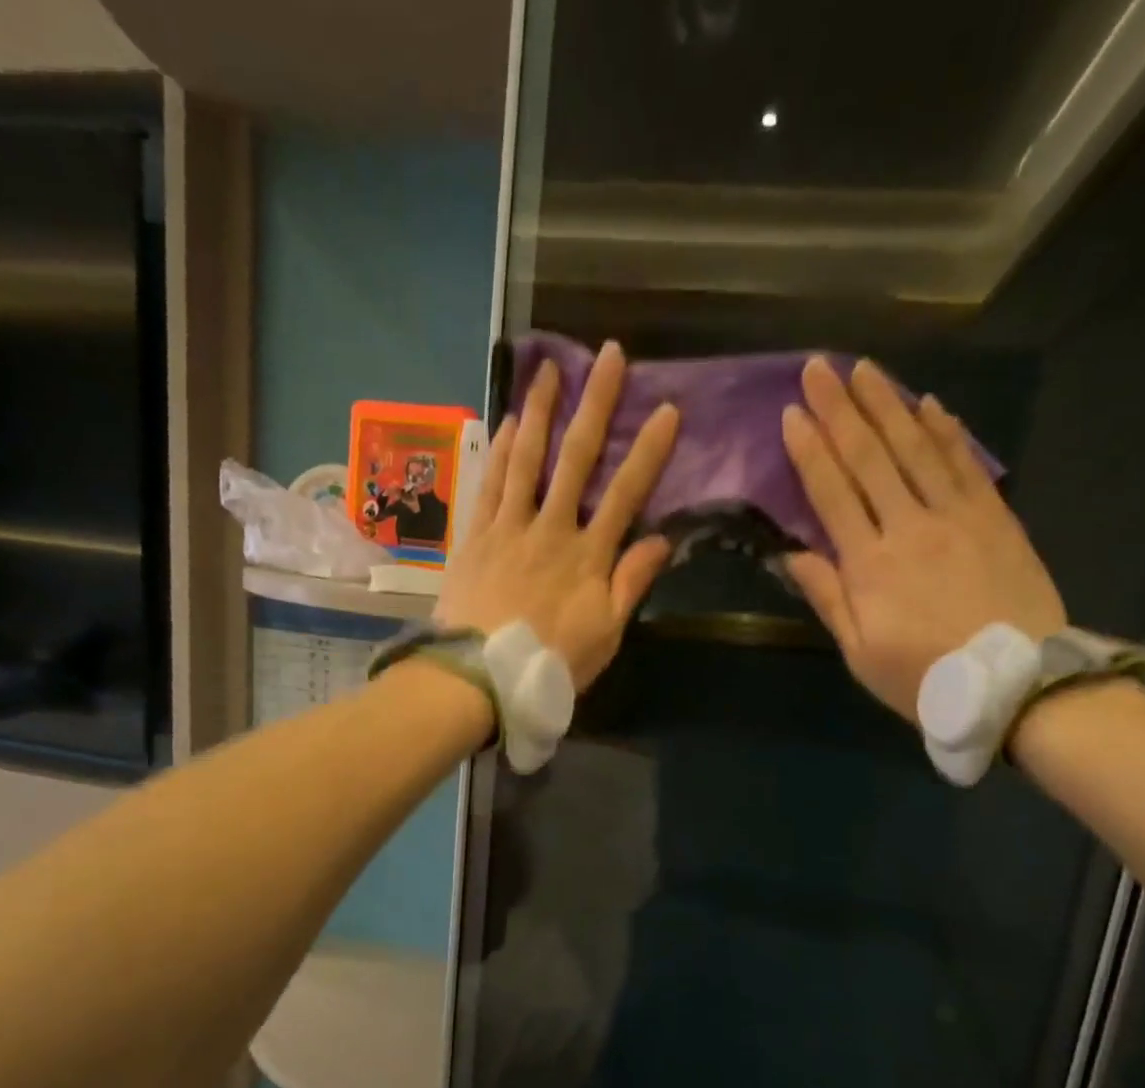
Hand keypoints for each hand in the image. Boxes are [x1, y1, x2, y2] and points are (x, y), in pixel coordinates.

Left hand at [437, 342, 676, 689]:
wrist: (479, 675)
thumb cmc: (550, 661)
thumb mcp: (605, 634)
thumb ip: (631, 584)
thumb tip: (662, 540)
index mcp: (589, 555)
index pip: (626, 493)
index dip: (649, 451)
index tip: (667, 409)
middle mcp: (551, 528)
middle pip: (578, 459)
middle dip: (597, 405)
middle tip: (610, 356)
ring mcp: (510, 527)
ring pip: (528, 459)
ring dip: (542, 411)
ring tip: (550, 368)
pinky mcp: (477, 535)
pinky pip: (491, 483)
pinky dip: (501, 450)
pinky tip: (510, 422)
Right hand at [782, 356, 1065, 725]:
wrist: (1018, 684)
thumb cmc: (925, 678)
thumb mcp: (860, 653)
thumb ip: (828, 598)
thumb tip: (792, 555)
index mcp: (870, 565)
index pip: (832, 493)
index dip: (810, 450)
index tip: (791, 413)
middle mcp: (910, 527)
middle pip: (870, 457)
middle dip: (841, 409)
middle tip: (820, 367)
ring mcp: (957, 516)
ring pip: (916, 448)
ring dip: (888, 404)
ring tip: (865, 369)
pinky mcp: (995, 516)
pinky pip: (965, 463)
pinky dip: (946, 429)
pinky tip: (928, 403)